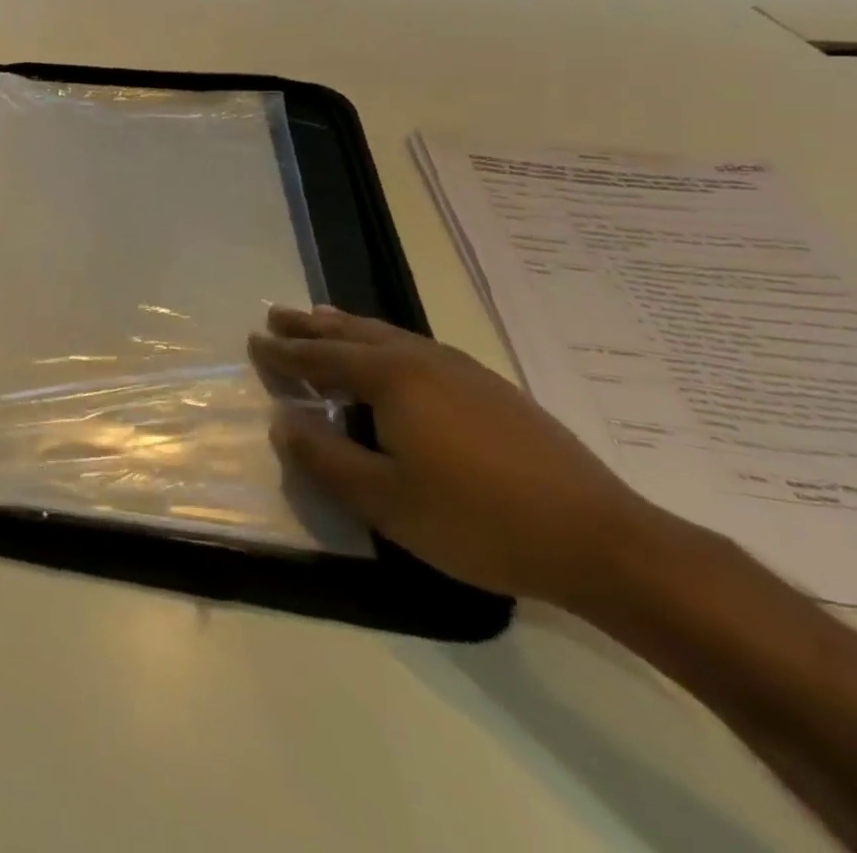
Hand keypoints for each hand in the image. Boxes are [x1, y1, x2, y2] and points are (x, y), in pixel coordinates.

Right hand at [250, 306, 665, 605]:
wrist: (603, 541)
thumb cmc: (479, 520)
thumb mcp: (385, 501)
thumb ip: (325, 458)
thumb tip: (282, 422)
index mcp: (391, 379)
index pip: (321, 357)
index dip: (284, 352)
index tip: (253, 341)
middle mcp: (422, 359)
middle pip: (353, 333)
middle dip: (312, 325)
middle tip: (278, 315)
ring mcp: (462, 370)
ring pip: (389, 335)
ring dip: (349, 327)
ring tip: (324, 319)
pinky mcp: (492, 389)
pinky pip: (417, 348)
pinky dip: (385, 342)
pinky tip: (392, 356)